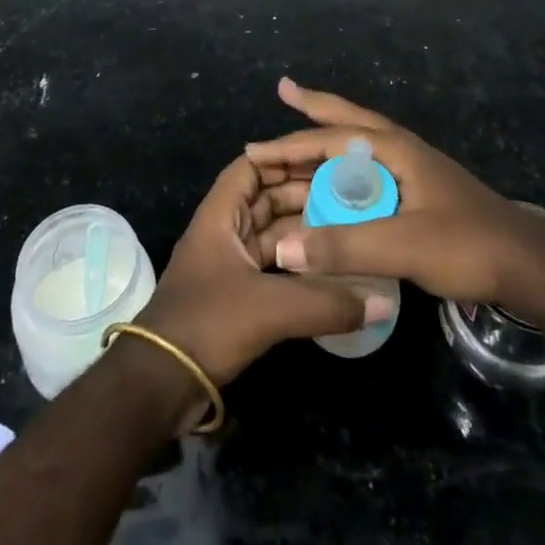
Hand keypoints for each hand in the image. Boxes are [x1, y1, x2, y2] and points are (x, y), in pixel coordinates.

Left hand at [135, 153, 395, 392]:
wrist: (160, 385)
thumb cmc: (207, 323)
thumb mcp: (269, 308)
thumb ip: (326, 303)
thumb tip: (383, 302)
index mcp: (220, 215)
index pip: (251, 167)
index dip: (283, 159)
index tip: (325, 162)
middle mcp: (223, 232)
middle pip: (265, 200)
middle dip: (303, 196)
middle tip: (349, 197)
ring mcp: (229, 265)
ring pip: (271, 236)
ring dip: (303, 234)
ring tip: (347, 230)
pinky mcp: (236, 297)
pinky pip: (272, 268)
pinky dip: (297, 267)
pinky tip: (329, 274)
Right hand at [246, 78, 544, 308]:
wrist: (528, 268)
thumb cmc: (467, 245)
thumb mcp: (403, 246)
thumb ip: (344, 246)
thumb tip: (282, 248)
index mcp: (395, 149)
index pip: (332, 138)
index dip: (291, 144)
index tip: (254, 149)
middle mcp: (401, 151)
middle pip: (349, 121)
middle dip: (315, 107)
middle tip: (285, 89)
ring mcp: (412, 172)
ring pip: (360, 146)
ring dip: (329, 136)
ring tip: (303, 125)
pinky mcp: (418, 196)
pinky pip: (369, 174)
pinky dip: (345, 170)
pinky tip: (340, 181)